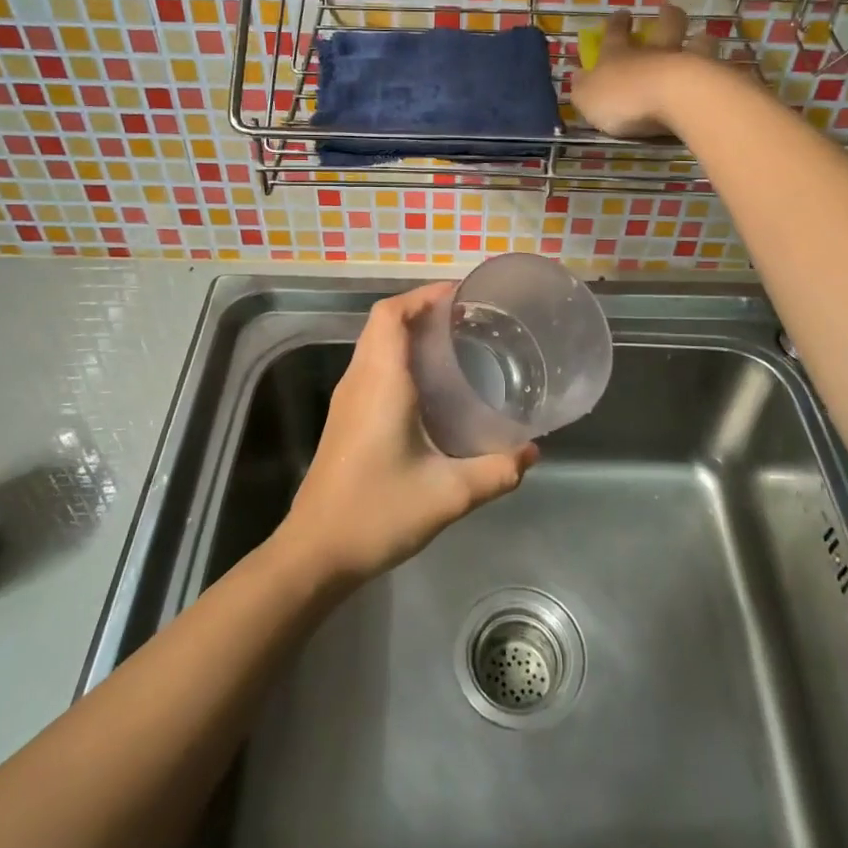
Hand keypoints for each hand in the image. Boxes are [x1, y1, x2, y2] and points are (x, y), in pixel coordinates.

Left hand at [276, 284, 537, 584]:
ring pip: (375, 344)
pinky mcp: (345, 419)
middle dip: (422, 310)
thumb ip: (496, 471)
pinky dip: (399, 357)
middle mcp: (359, 381)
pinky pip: (372, 367)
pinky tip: (431, 387)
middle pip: (383, 323)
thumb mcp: (448, 495)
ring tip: (455, 344)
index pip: (392, 314)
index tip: (461, 296)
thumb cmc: (378, 512)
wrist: (316, 552)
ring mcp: (347, 400)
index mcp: (380, 382)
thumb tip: (532, 453)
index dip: (423, 295)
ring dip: (409, 333)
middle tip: (468, 319)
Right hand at [571, 4, 745, 137]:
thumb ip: (583, 88)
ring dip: (699, 40)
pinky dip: (717, 69)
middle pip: (665, 26)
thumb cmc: (624, 98)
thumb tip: (577, 75)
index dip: (616, 23)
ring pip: (697, 42)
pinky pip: (716, 69)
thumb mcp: (588, 98)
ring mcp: (687, 61)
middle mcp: (654, 52)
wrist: (675, 98)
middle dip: (666, 16)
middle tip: (667, 9)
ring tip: (702, 38)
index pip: (615, 33)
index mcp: (620, 55)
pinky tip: (722, 73)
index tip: (621, 13)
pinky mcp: (712, 78)